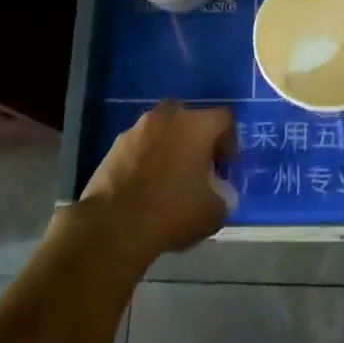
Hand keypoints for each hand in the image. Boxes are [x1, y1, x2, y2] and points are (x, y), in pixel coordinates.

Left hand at [79, 103, 235, 269]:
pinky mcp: (114, 145)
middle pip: (190, 119)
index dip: (229, 142)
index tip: (224, 168)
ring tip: (169, 179)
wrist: (113, 225)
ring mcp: (137, 129)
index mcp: (197, 125)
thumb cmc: (172, 212)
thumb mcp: (214, 212)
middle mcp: (167, 117)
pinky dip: (147, 158)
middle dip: (197, 140)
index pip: (224, 119)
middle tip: (198, 169)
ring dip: (170, 147)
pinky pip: (140, 145)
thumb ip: (223, 195)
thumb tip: (218, 192)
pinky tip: (145, 186)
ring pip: (162, 130)